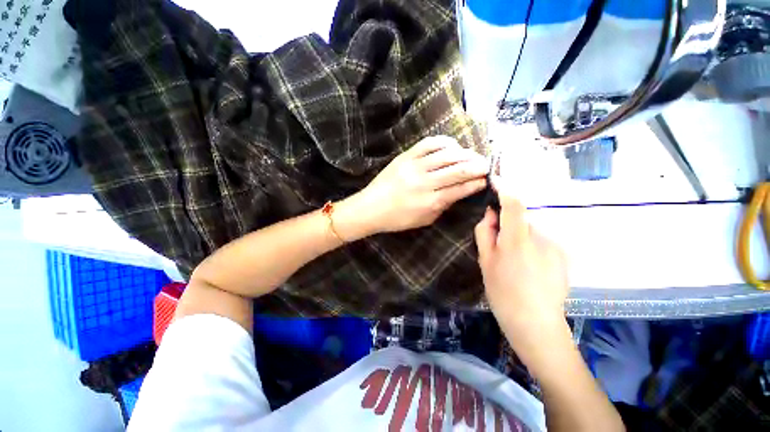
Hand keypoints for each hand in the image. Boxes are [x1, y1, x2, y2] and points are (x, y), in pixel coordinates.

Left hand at [353, 135, 487, 233]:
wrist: (370, 208)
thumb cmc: (397, 219)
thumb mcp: (424, 220)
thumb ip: (442, 207)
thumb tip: (458, 193)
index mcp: (431, 201)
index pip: (462, 188)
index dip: (478, 182)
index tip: (488, 179)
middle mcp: (426, 182)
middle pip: (459, 170)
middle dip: (478, 166)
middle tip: (487, 165)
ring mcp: (415, 166)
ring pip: (447, 155)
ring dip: (466, 154)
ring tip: (474, 155)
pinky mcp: (405, 156)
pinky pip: (429, 144)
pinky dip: (445, 142)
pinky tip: (453, 146)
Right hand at [474, 180, 570, 352]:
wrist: (536, 323)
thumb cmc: (503, 292)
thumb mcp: (485, 262)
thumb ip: (486, 233)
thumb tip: (490, 213)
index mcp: (517, 240)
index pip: (513, 204)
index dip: (505, 189)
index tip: (496, 180)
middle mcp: (541, 238)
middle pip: (522, 218)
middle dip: (508, 224)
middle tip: (498, 245)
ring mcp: (556, 247)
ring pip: (531, 231)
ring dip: (520, 237)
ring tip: (514, 262)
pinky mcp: (563, 256)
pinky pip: (542, 241)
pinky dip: (531, 246)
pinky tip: (528, 268)